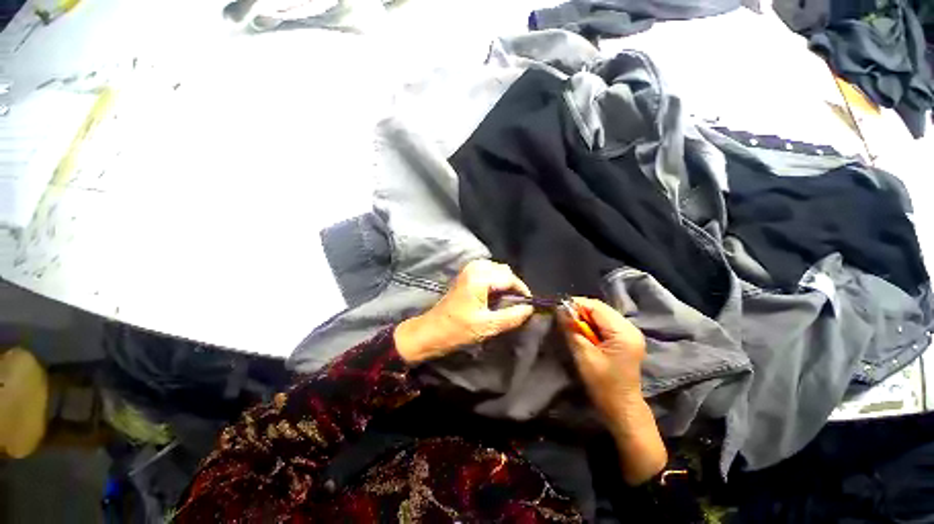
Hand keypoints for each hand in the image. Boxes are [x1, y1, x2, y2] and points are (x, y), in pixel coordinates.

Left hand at [394, 260, 533, 364]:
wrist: (431, 331)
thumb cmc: (457, 329)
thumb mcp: (487, 326)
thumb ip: (511, 316)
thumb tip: (529, 309)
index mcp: (480, 278)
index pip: (510, 278)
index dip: (522, 290)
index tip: (529, 304)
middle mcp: (475, 268)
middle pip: (504, 270)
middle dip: (513, 285)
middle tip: (518, 303)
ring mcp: (468, 269)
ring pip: (496, 269)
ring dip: (504, 282)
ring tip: (508, 300)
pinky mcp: (465, 275)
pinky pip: (487, 271)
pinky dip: (495, 280)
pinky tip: (495, 295)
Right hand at [561, 297, 666, 484]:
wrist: (622, 407)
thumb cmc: (603, 384)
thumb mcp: (584, 355)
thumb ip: (572, 329)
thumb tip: (560, 309)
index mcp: (623, 332)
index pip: (596, 307)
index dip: (576, 305)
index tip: (559, 309)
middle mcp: (630, 327)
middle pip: (600, 308)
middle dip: (580, 310)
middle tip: (564, 319)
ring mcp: (630, 332)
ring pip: (602, 314)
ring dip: (585, 317)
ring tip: (572, 325)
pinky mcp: (626, 338)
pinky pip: (606, 322)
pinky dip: (592, 324)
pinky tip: (584, 332)